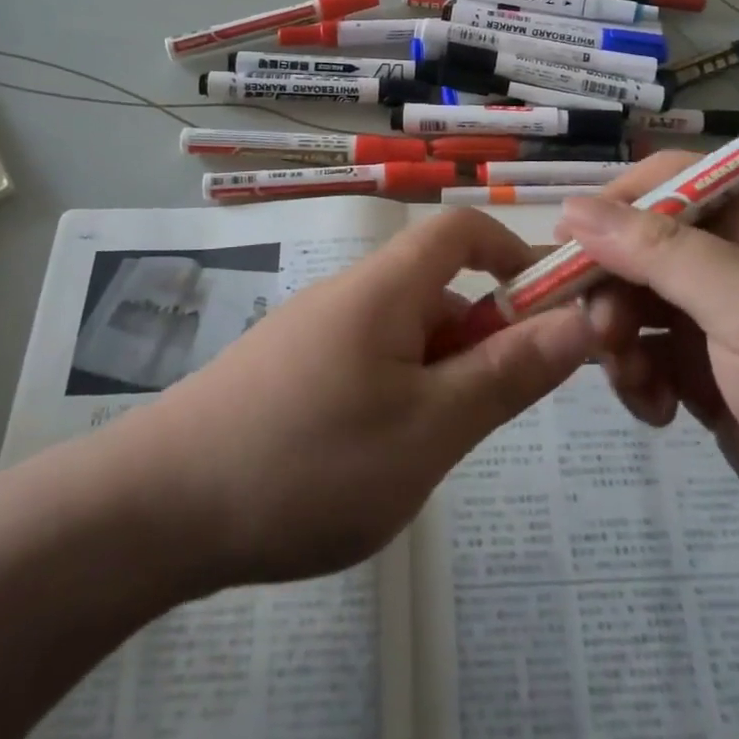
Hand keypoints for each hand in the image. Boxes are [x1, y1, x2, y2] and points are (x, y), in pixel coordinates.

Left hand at [129, 209, 598, 588]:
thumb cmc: (309, 461)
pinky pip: (369, 364)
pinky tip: (378, 461)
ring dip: (439, 376)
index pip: (462, 230)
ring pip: (406, 336)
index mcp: (386, 287)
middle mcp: (351, 295)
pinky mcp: (292, 370)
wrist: (158, 508)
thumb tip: (580, 320)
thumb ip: (508, 374)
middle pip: (438, 288)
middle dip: (481, 339)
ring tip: (430, 452)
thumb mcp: (430, 428)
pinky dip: (398, 396)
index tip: (550, 311)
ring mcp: (316, 332)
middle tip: (490, 415)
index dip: (513, 253)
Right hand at [560, 158, 738, 579]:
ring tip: (633, 379)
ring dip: (617, 336)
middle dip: (610, 285)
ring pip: (631, 300)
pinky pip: (643, 354)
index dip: (614, 202)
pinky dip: (635, 377)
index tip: (567, 241)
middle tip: (602, 333)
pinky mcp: (705, 373)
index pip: (668, 178)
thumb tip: (573, 208)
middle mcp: (733, 259)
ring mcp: (717, 318)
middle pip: (638, 243)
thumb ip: (662, 252)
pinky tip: (657, 412)